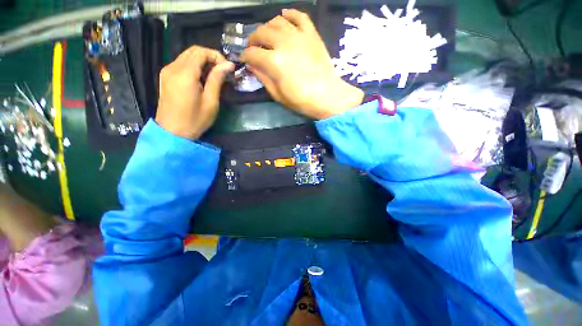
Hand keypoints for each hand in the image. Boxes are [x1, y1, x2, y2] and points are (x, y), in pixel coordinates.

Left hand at [156, 46, 234, 139]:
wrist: (172, 132)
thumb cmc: (195, 120)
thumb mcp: (211, 102)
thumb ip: (217, 80)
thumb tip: (228, 65)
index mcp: (185, 74)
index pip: (200, 52)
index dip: (216, 56)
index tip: (227, 68)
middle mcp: (173, 67)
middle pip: (193, 51)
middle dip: (210, 57)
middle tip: (222, 71)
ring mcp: (167, 71)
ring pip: (186, 56)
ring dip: (202, 62)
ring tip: (214, 76)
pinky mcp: (165, 77)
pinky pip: (181, 64)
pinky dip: (194, 66)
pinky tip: (202, 79)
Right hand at [241, 9, 363, 119]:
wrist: (327, 96)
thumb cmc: (302, 100)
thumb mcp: (278, 95)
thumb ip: (263, 78)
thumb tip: (252, 66)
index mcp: (274, 61)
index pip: (252, 53)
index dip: (245, 56)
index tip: (244, 59)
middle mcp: (284, 43)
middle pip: (261, 32)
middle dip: (253, 39)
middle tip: (253, 47)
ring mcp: (299, 36)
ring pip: (277, 21)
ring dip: (267, 27)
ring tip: (267, 35)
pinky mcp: (311, 35)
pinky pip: (299, 16)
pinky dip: (290, 14)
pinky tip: (284, 16)